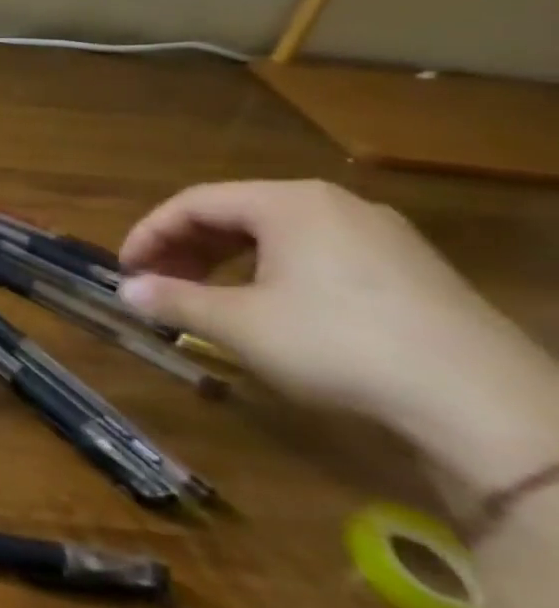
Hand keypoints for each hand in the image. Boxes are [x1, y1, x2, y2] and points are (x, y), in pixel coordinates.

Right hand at [118, 180, 558, 491]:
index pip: (193, 203)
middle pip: (235, 214)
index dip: (148, 233)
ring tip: (203, 298)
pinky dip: (271, 273)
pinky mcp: (410, 271)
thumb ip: (173, 301)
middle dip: (185, 248)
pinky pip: (316, 255)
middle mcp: (334, 205)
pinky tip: (266, 308)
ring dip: (226, 262)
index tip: (124, 269)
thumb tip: (125, 291)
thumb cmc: (337, 344)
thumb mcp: (238, 325)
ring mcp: (380, 236)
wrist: (484, 405)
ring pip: (276, 236)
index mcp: (288, 203)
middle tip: (157, 284)